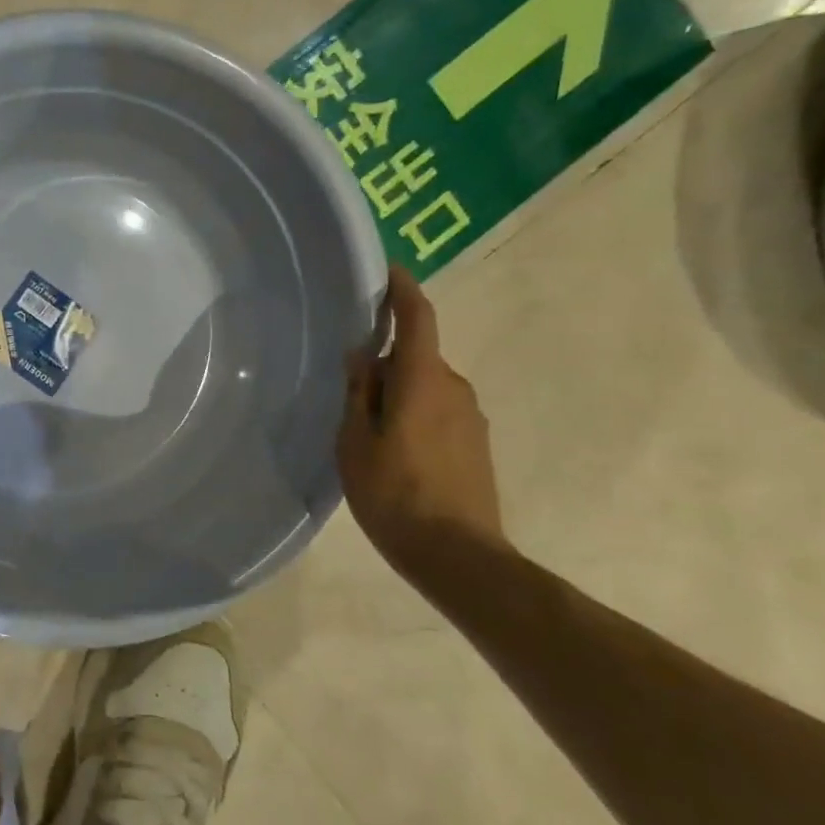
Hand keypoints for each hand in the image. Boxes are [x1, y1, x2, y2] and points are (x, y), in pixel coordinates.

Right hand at [337, 266, 507, 575]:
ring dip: (399, 394)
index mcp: (423, 380)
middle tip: (349, 387)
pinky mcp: (476, 443)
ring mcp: (471, 417)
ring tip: (366, 429)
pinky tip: (393, 452)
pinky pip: (438, 412)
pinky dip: (414, 415)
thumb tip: (363, 354)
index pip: (418, 319)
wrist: (456, 554)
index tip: (390, 271)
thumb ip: (359, 393)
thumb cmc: (394, 492)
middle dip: (386, 362)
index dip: (404, 291)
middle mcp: (455, 388)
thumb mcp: (355, 442)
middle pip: (417, 358)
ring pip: (427, 388)